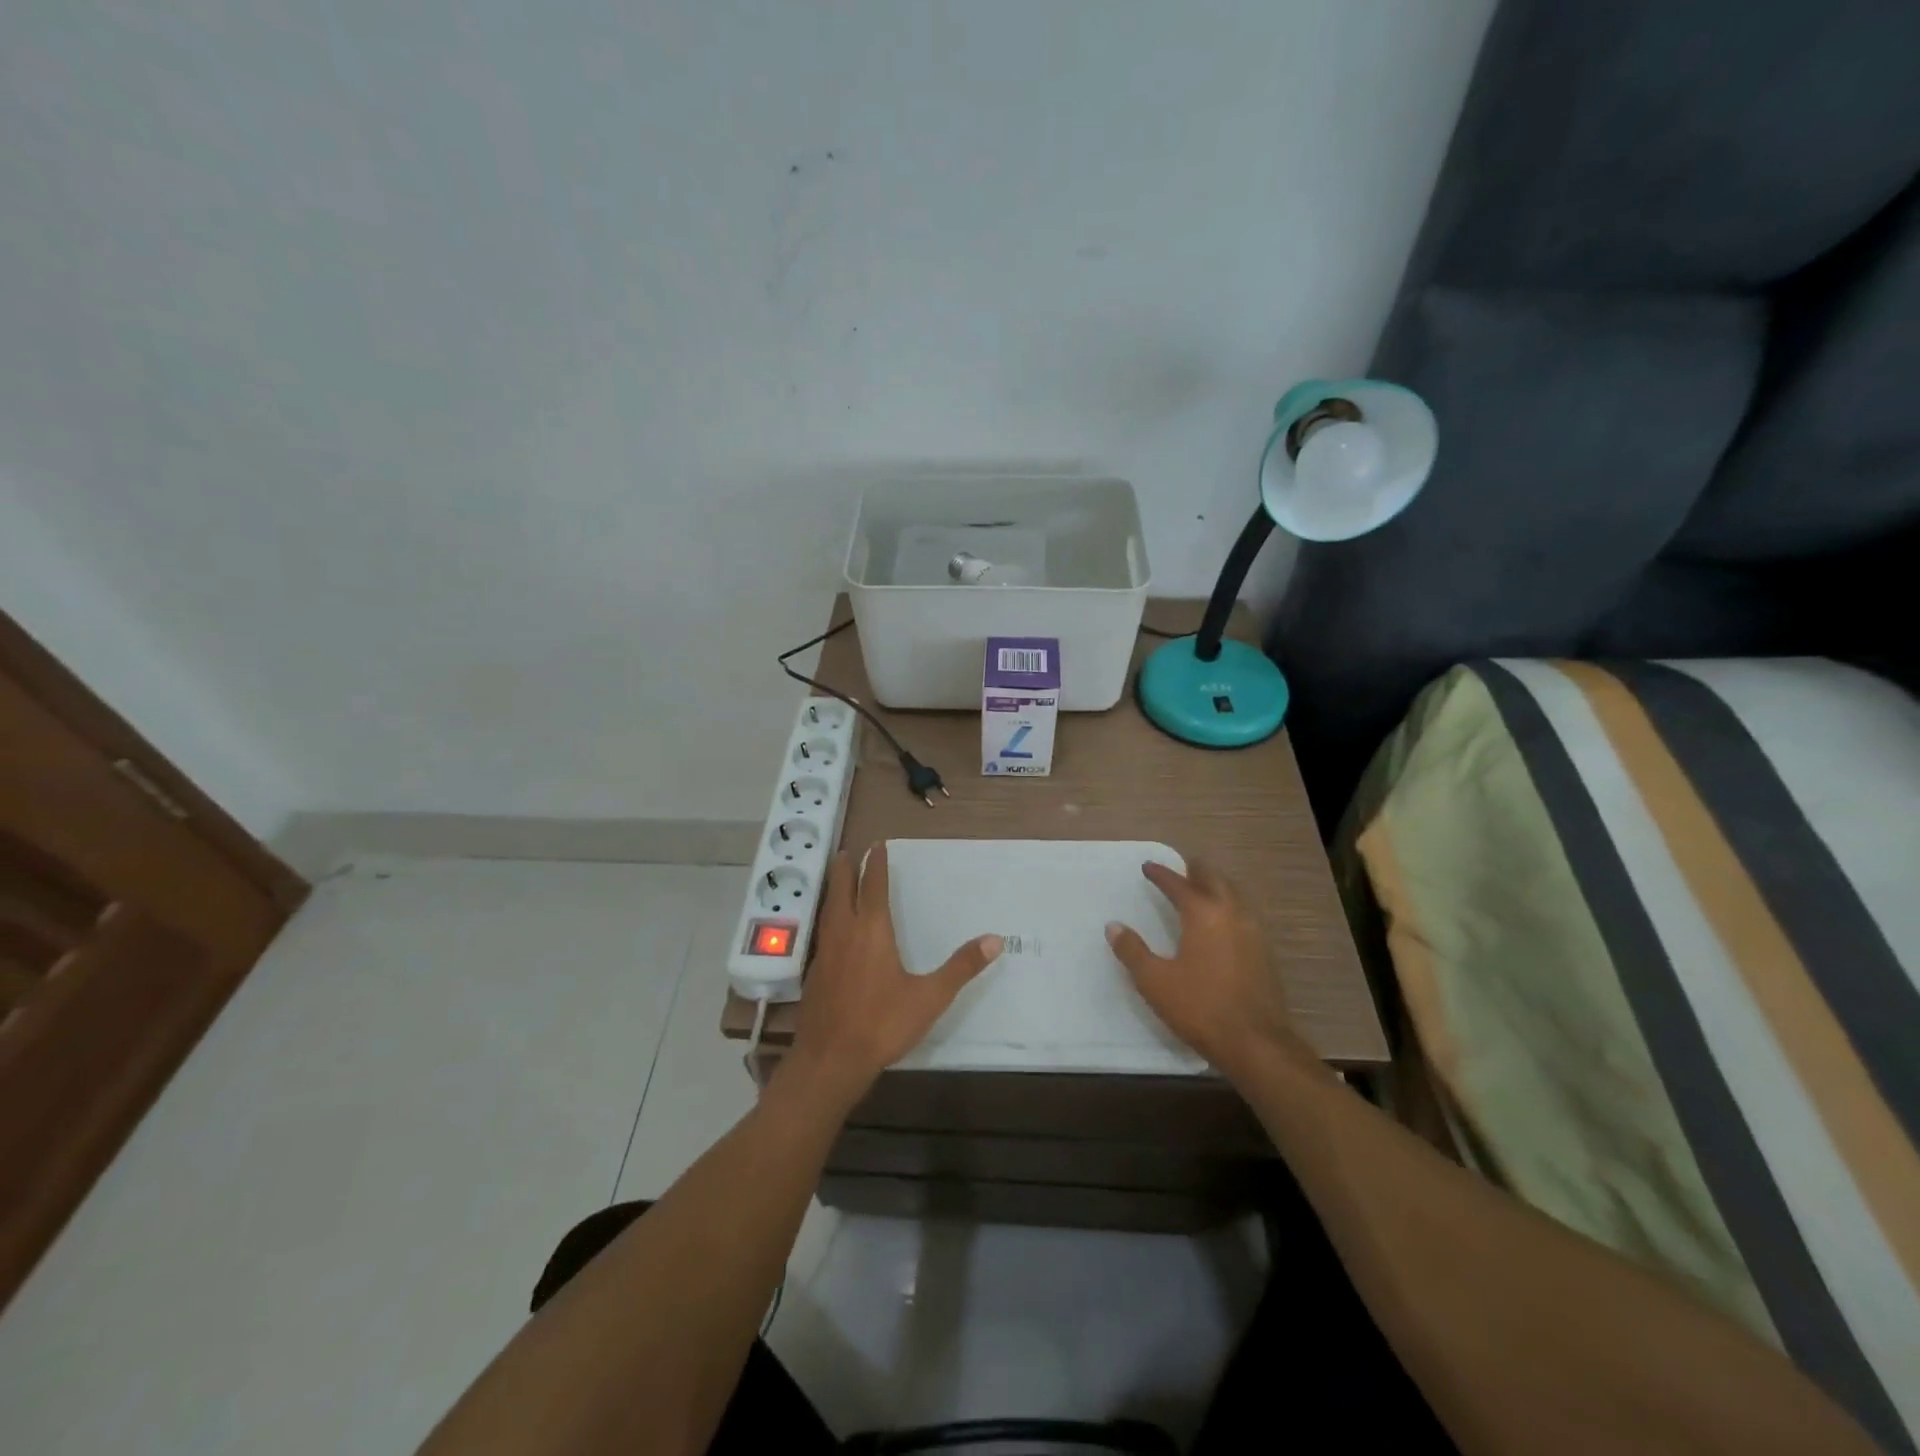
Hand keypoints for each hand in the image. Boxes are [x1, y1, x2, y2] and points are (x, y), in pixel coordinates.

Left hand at [786, 844, 1001, 1105]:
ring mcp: (825, 952)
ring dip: (833, 889)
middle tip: (848, 852)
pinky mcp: (814, 972)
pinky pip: (822, 931)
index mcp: (872, 930)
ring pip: (827, 909)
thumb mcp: (930, 997)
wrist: (830, 1060)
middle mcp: (845, 932)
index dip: (875, 863)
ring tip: (837, 880)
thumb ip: (961, 967)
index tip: (877, 845)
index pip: (872, 885)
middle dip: (845, 868)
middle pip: (841, 889)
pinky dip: (827, 916)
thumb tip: (995, 939)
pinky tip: (832, 928)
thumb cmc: (882, 1024)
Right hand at [1105, 858, 1306, 1080]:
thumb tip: (1113, 926)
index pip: (1179, 885)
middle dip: (1196, 871)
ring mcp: (1254, 933)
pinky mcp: (1264, 954)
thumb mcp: (1154, 981)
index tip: (1148, 866)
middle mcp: (1232, 915)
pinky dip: (1230, 907)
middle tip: (1182, 867)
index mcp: (1204, 914)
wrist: (1256, 1044)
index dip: (1161, 874)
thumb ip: (1132, 951)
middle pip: (1215, 881)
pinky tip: (1223, 923)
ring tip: (1202, 889)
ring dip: (1217, 887)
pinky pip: (1245, 916)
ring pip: (1235, 896)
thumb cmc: (1200, 1007)